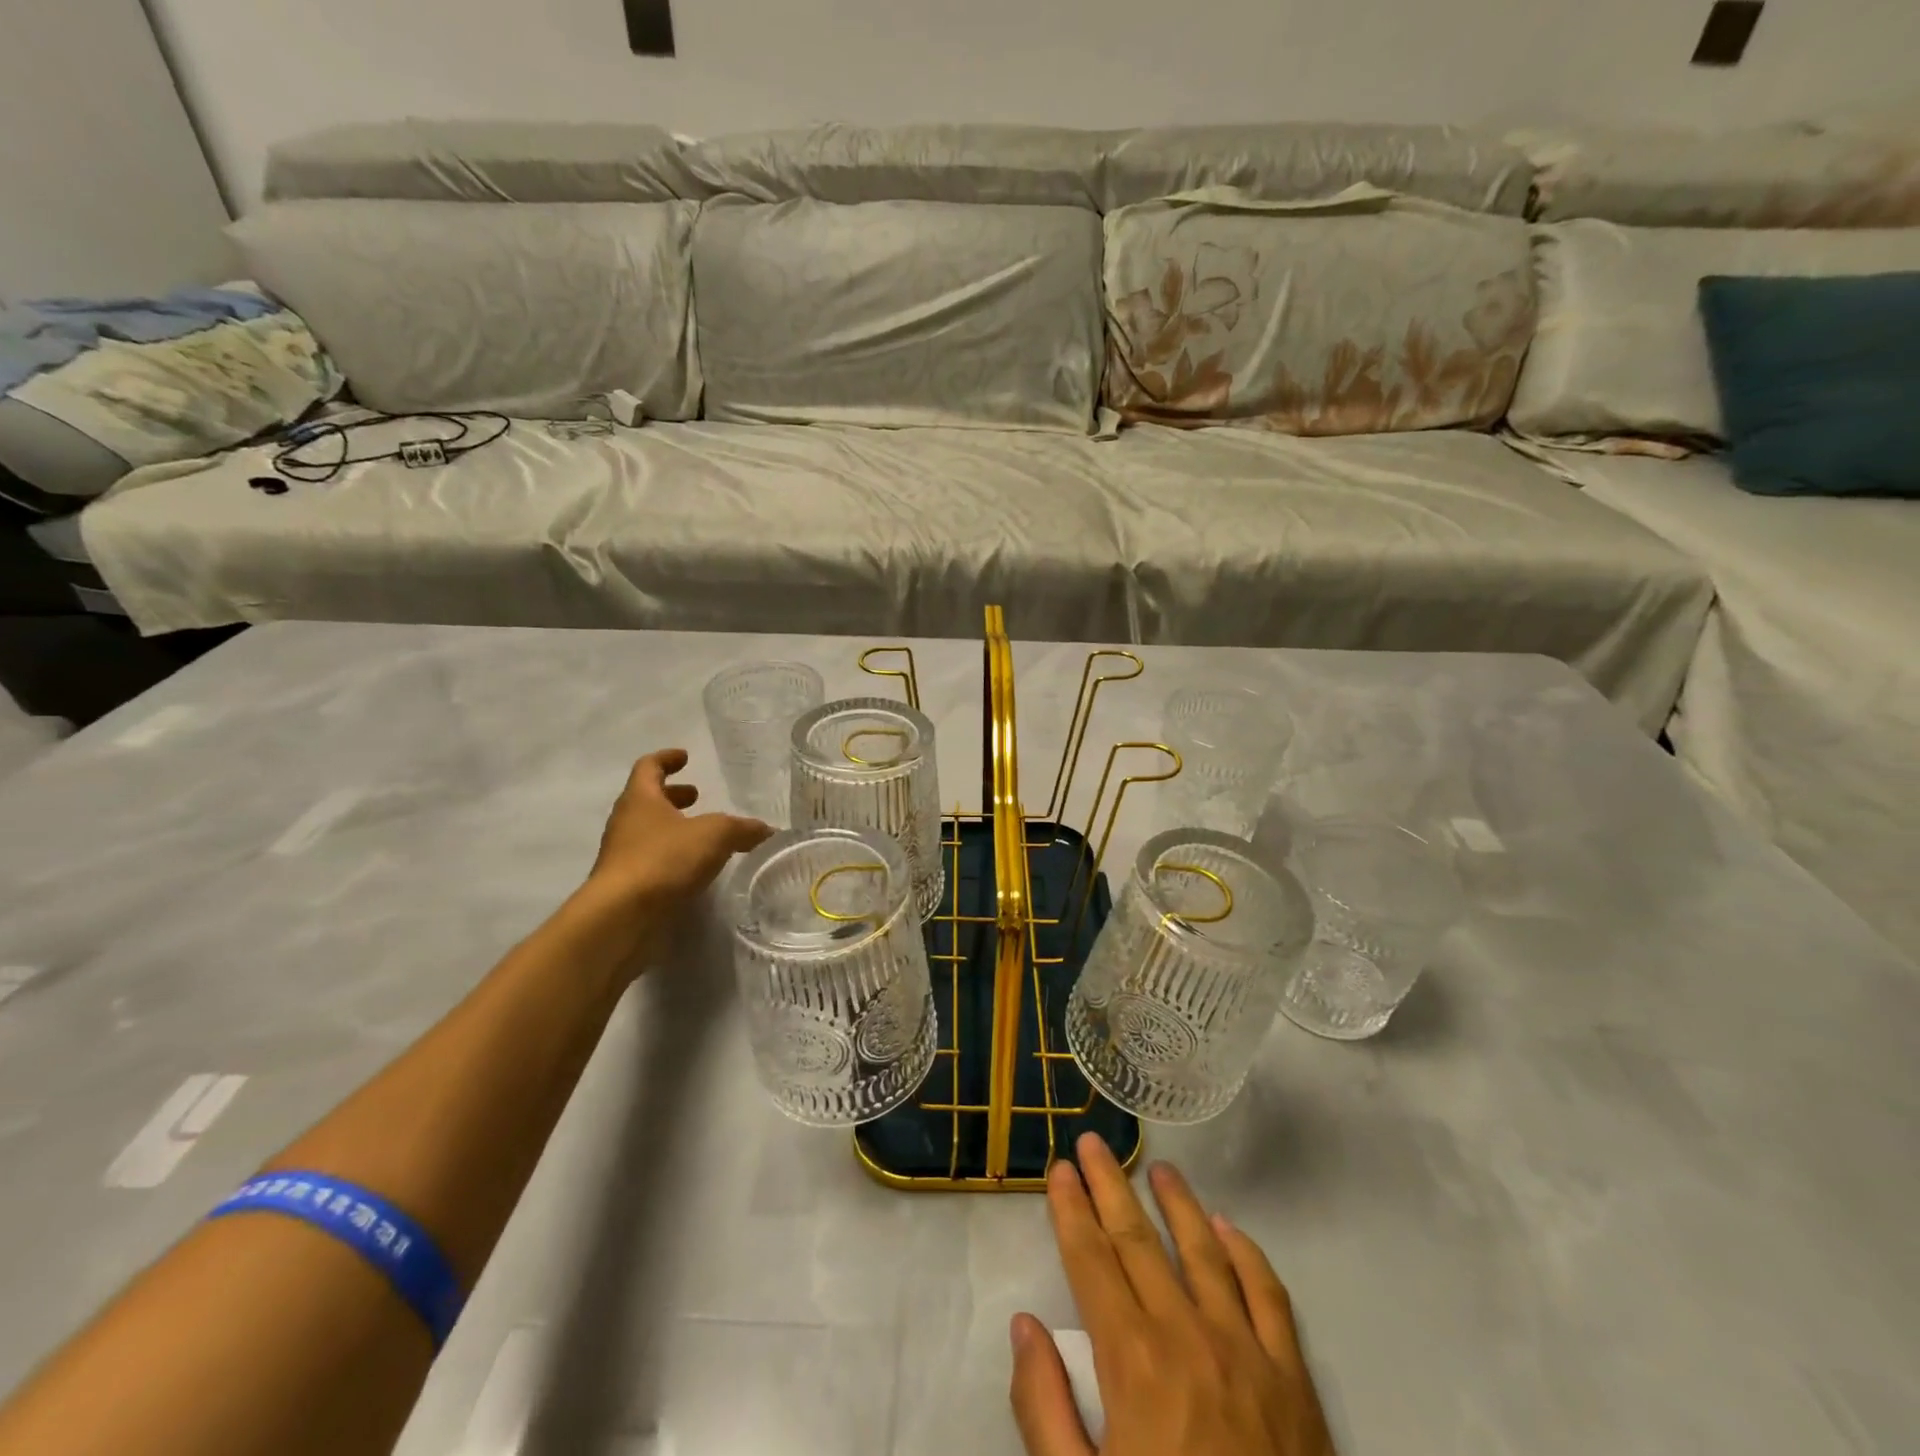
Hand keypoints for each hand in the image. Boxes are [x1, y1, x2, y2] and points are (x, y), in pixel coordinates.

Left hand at [583, 748, 771, 914]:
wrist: (620, 917)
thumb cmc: (664, 860)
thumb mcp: (715, 835)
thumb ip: (742, 829)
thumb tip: (767, 830)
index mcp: (640, 799)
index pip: (649, 767)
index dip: (667, 759)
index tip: (685, 757)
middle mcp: (626, 823)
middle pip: (647, 800)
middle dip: (673, 796)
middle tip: (696, 796)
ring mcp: (622, 856)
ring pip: (648, 832)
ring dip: (673, 828)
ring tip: (702, 836)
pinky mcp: (626, 886)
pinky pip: (651, 861)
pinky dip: (672, 858)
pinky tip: (694, 869)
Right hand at [1010, 1133, 1335, 1455]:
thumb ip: (1044, 1410)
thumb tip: (1025, 1326)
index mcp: (1133, 1363)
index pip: (1092, 1262)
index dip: (1071, 1211)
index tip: (1059, 1170)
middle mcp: (1187, 1336)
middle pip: (1139, 1241)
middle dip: (1110, 1186)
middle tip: (1093, 1142)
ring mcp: (1246, 1352)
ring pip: (1203, 1251)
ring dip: (1176, 1203)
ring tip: (1157, 1167)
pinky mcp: (1293, 1380)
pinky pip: (1268, 1295)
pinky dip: (1245, 1252)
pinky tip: (1227, 1227)